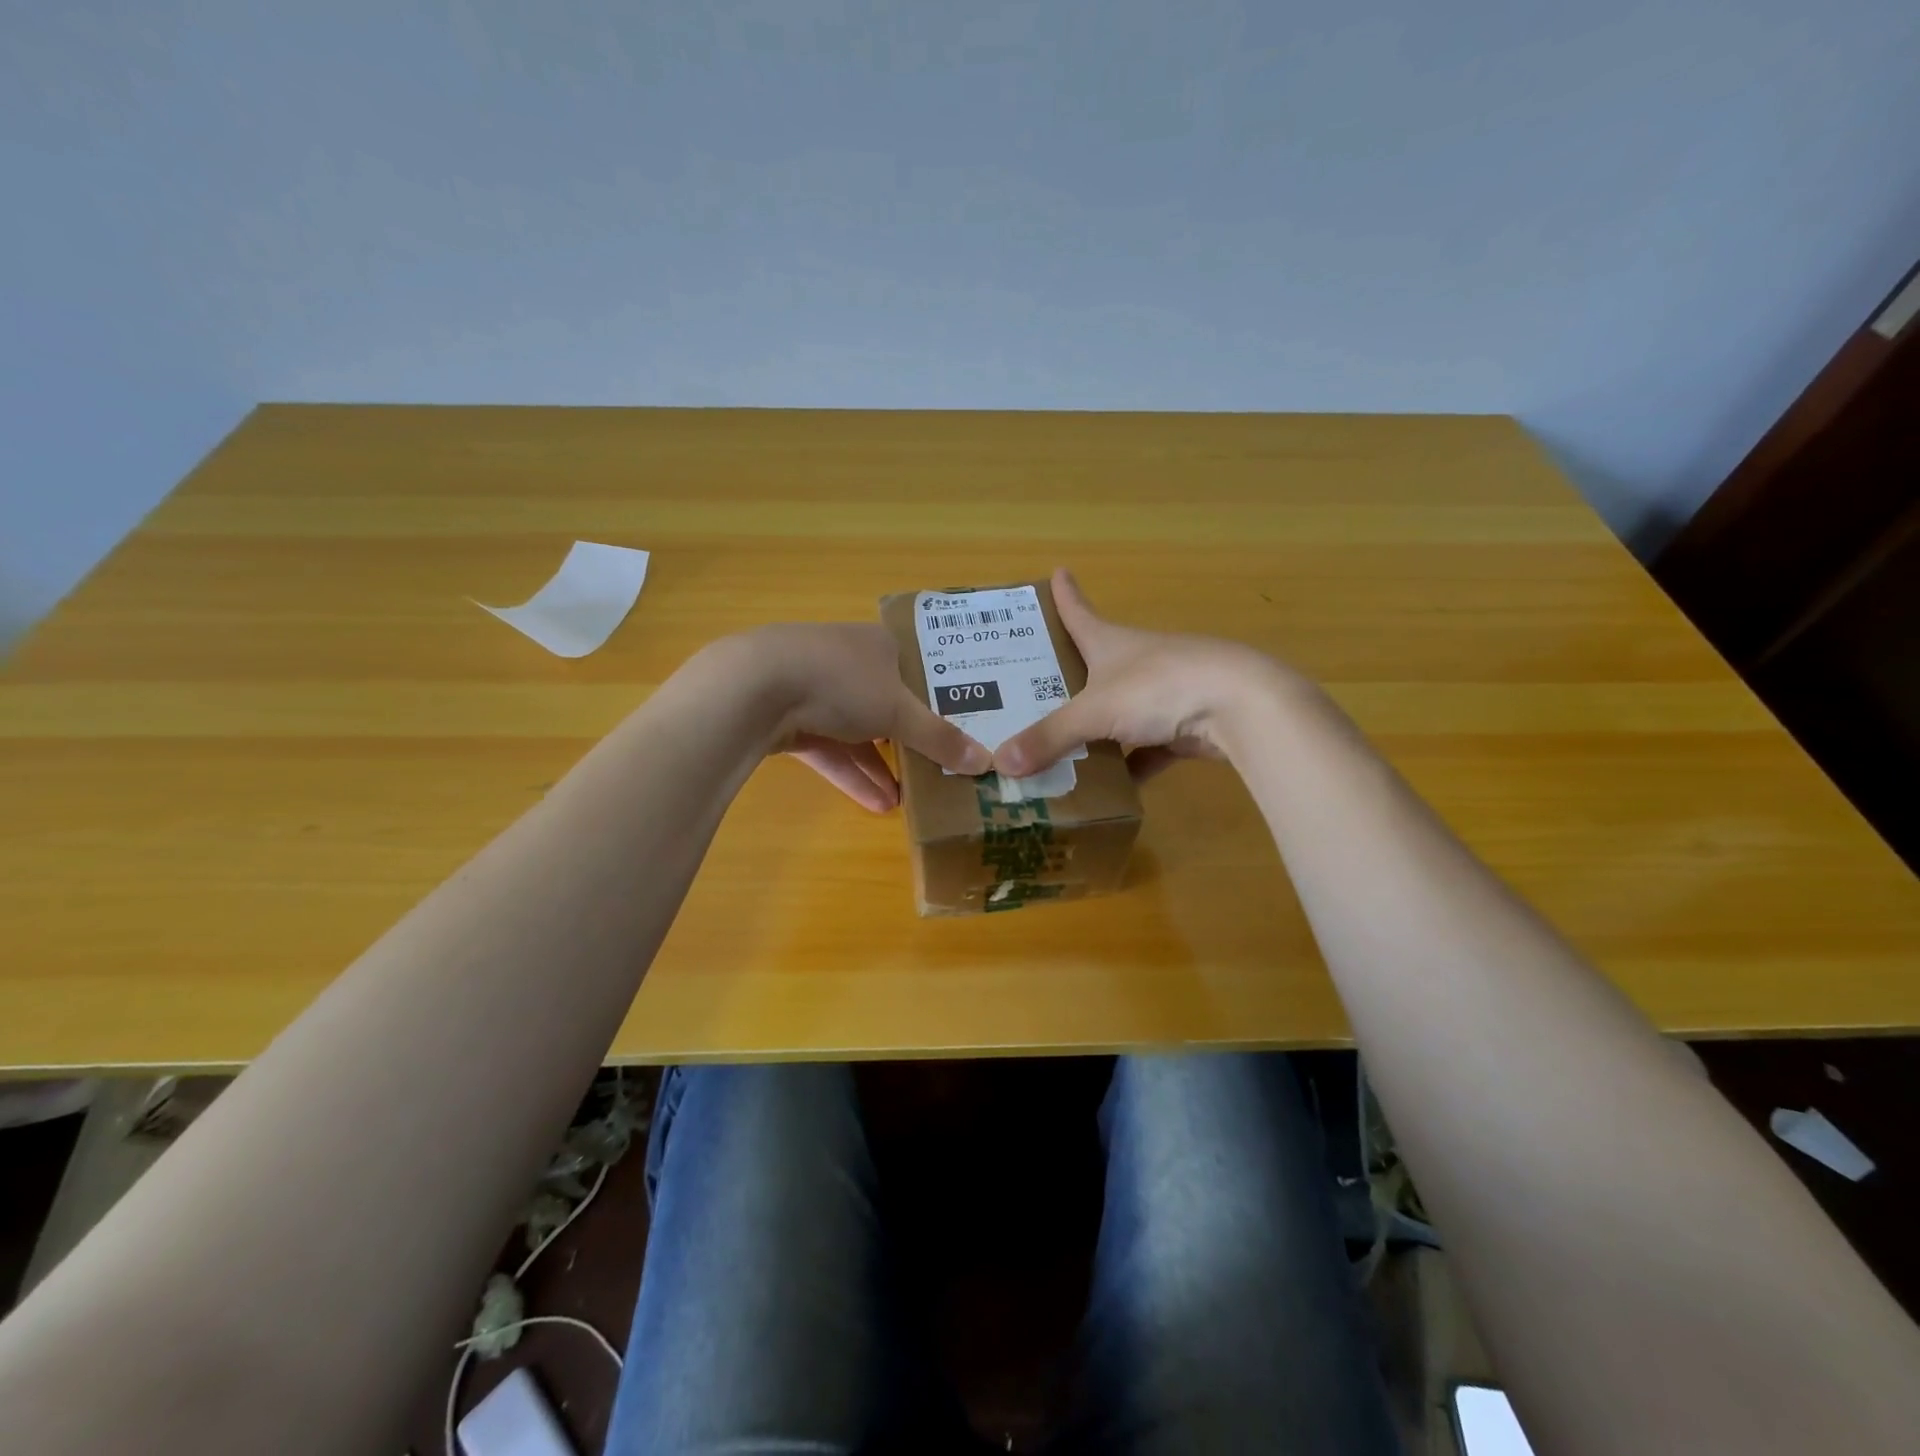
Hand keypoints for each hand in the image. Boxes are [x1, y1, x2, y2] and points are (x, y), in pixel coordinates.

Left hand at [711, 623, 991, 811]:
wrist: (756, 687)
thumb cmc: (842, 681)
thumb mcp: (900, 712)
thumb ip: (941, 738)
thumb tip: (987, 762)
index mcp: (879, 645)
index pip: (918, 670)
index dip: (939, 700)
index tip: (961, 730)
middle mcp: (848, 662)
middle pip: (888, 704)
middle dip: (910, 741)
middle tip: (938, 769)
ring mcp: (816, 689)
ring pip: (858, 732)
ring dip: (881, 766)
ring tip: (910, 801)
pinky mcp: (791, 720)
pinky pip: (830, 749)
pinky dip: (852, 774)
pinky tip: (876, 805)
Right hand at [993, 569, 1291, 781]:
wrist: (1240, 705)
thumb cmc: (1159, 687)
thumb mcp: (1094, 712)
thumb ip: (1049, 738)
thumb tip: (999, 764)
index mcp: (1109, 642)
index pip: (1078, 611)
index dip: (1064, 593)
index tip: (1057, 571)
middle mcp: (1135, 661)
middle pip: (1093, 665)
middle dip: (1066, 677)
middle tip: (1028, 691)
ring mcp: (1163, 692)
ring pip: (1119, 712)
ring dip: (1097, 731)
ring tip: (1060, 750)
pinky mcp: (1185, 725)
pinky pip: (1148, 748)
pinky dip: (1132, 765)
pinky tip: (1112, 788)